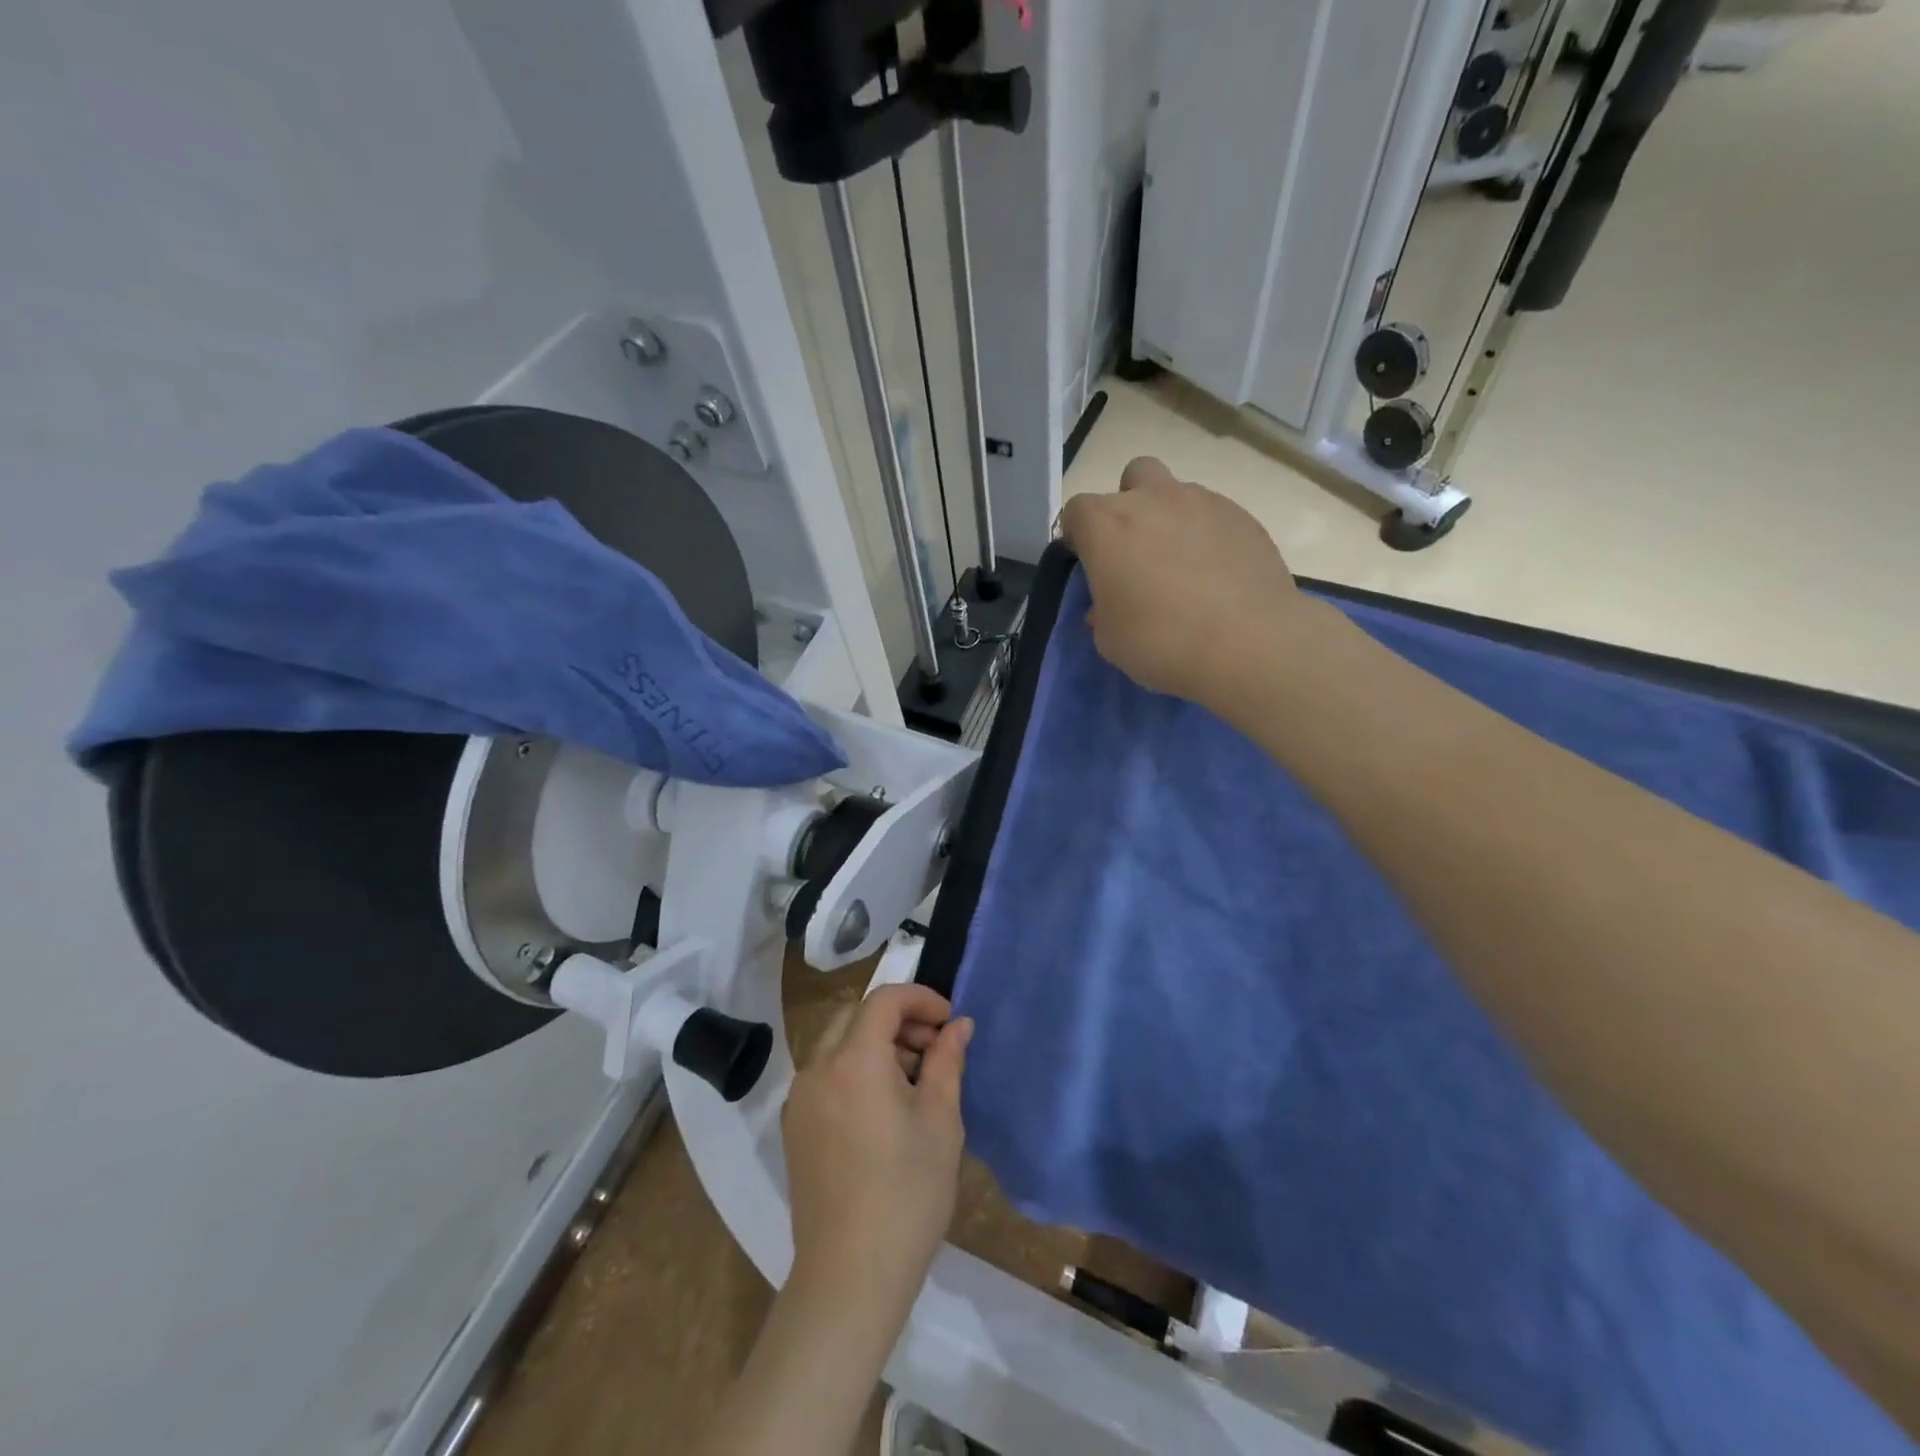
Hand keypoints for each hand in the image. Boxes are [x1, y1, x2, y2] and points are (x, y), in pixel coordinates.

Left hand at [782, 984, 972, 1309]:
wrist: (849, 1278)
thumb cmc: (907, 1195)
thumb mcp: (941, 1122)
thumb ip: (948, 1061)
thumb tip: (959, 1025)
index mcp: (854, 1061)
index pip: (884, 1000)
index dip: (921, 999)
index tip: (950, 1022)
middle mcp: (817, 1068)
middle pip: (856, 1014)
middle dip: (898, 1019)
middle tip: (934, 1049)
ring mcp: (799, 1098)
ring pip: (838, 1042)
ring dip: (876, 1042)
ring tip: (914, 1080)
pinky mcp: (794, 1126)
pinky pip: (825, 1073)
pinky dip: (855, 1067)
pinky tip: (882, 1107)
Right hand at [1060, 456, 1308, 707]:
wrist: (1247, 643)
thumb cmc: (1159, 641)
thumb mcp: (1109, 638)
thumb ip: (1102, 610)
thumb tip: (1110, 602)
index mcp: (1106, 525)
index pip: (1076, 510)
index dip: (1080, 536)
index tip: (1089, 564)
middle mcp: (1153, 499)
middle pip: (1134, 476)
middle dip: (1131, 504)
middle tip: (1137, 550)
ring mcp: (1203, 502)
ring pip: (1178, 493)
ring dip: (1172, 520)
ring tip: (1184, 567)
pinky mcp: (1244, 517)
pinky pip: (1215, 516)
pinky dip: (1209, 536)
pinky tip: (1218, 575)